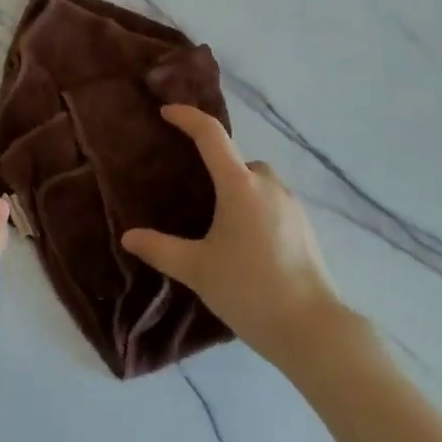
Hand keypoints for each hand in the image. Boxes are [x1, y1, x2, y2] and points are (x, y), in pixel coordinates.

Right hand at [122, 105, 345, 362]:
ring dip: (239, 187)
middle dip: (217, 164)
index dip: (187, 118)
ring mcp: (292, 206)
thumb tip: (129, 237)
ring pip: (259, 181)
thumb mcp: (196, 269)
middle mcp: (268, 186)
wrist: (311, 329)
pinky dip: (256, 207)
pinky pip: (274, 202)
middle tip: (193, 188)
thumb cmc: (249, 289)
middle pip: (239, 159)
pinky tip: (245, 241)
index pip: (211, 135)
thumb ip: (160, 249)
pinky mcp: (305, 228)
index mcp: (240, 186)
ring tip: (219, 219)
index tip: (166, 112)